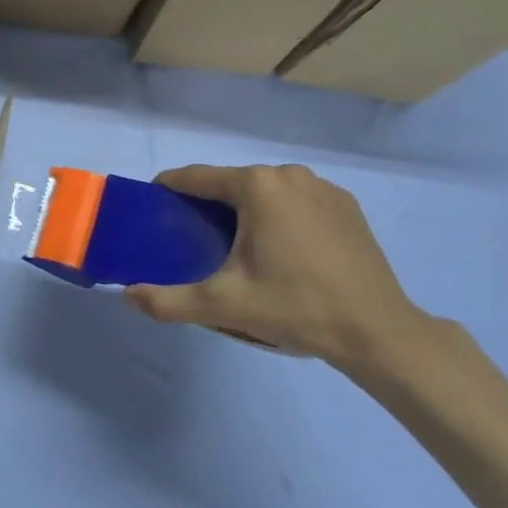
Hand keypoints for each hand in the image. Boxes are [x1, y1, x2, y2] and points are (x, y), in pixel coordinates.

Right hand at [124, 164, 425, 370]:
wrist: (380, 333)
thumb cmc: (296, 307)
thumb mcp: (224, 305)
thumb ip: (169, 300)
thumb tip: (126, 296)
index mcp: (255, 186)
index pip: (196, 178)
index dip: (169, 190)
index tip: (154, 208)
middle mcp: (287, 174)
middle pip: (231, 183)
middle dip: (209, 205)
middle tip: (196, 241)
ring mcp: (322, 187)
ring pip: (265, 191)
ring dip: (246, 211)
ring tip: (240, 249)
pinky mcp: (346, 206)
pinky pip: (297, 201)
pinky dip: (281, 216)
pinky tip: (284, 251)